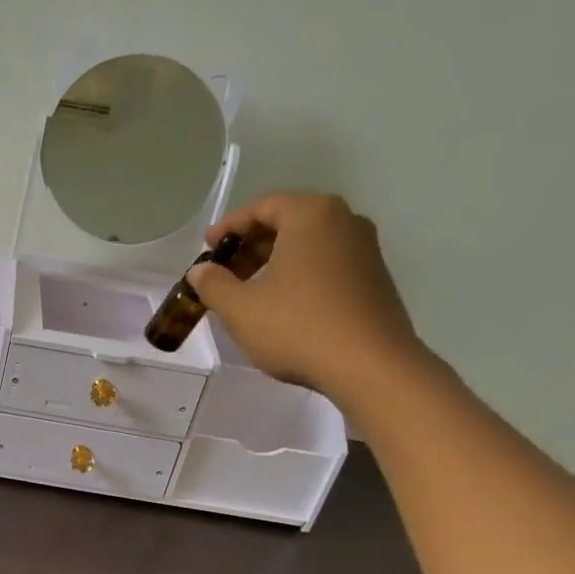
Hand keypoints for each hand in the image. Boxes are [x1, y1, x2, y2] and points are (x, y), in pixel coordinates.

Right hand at [187, 192, 427, 401]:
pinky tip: (280, 305)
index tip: (207, 250)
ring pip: (308, 244)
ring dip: (273, 262)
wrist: (370, 366)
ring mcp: (365, 249)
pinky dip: (297, 274)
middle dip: (250, 246)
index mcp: (311, 215)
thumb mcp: (240, 308)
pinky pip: (326, 263)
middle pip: (288, 222)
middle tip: (222, 273)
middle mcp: (344, 221)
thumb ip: (213, 284)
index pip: (263, 206)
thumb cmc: (297, 327)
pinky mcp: (374, 278)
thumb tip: (200, 271)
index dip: (229, 227)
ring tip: (247, 292)